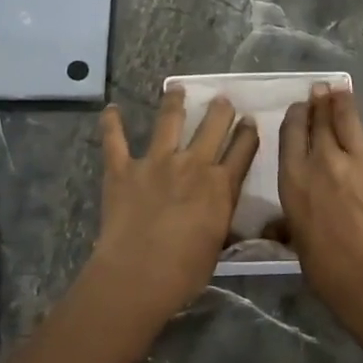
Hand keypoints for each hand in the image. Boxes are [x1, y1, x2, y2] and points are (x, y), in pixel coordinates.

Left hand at [93, 89, 258, 321]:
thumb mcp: (217, 246)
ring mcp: (156, 162)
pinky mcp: (123, 169)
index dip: (248, 133)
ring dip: (175, 102)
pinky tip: (111, 109)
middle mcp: (193, 164)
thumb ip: (221, 222)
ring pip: (169, 121)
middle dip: (221, 110)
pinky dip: (111, 123)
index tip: (250, 121)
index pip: (243, 150)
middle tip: (222, 99)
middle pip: (213, 126)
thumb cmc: (185, 271)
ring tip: (177, 88)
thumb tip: (226, 219)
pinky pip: (115, 140)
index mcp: (221, 186)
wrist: (139, 274)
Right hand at [278, 83, 362, 320]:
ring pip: (351, 122)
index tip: (299, 107)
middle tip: (321, 89)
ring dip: (345, 102)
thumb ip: (287, 226)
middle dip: (319, 103)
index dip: (295, 117)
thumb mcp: (296, 243)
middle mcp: (325, 162)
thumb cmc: (327, 269)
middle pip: (319, 123)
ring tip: (342, 88)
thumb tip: (272, 229)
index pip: (291, 135)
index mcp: (295, 178)